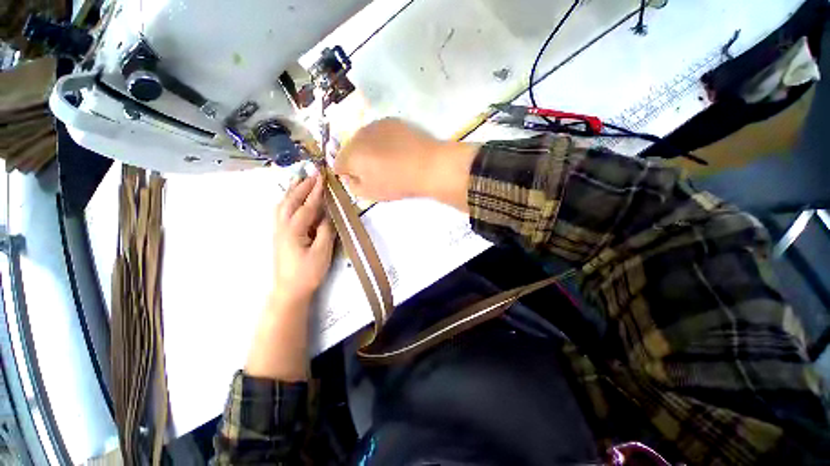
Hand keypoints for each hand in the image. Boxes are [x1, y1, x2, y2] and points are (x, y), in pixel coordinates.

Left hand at [272, 173, 335, 301]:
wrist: (290, 290)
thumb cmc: (308, 272)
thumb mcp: (322, 252)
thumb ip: (325, 231)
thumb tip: (327, 215)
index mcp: (293, 230)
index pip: (307, 205)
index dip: (316, 191)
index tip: (322, 177)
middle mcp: (282, 226)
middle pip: (291, 201)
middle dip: (302, 186)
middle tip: (312, 173)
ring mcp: (278, 230)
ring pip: (282, 205)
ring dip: (292, 190)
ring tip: (299, 179)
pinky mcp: (279, 235)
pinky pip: (281, 211)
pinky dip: (287, 200)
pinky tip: (291, 199)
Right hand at [334, 118, 478, 210]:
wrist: (428, 165)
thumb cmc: (397, 183)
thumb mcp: (370, 193)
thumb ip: (353, 186)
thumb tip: (349, 176)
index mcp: (350, 154)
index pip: (337, 164)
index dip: (346, 174)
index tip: (359, 180)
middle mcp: (358, 135)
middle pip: (350, 149)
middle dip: (357, 160)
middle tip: (374, 171)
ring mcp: (375, 125)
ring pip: (364, 139)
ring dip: (369, 149)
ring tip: (387, 160)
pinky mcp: (391, 120)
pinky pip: (379, 133)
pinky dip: (382, 141)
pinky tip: (396, 150)